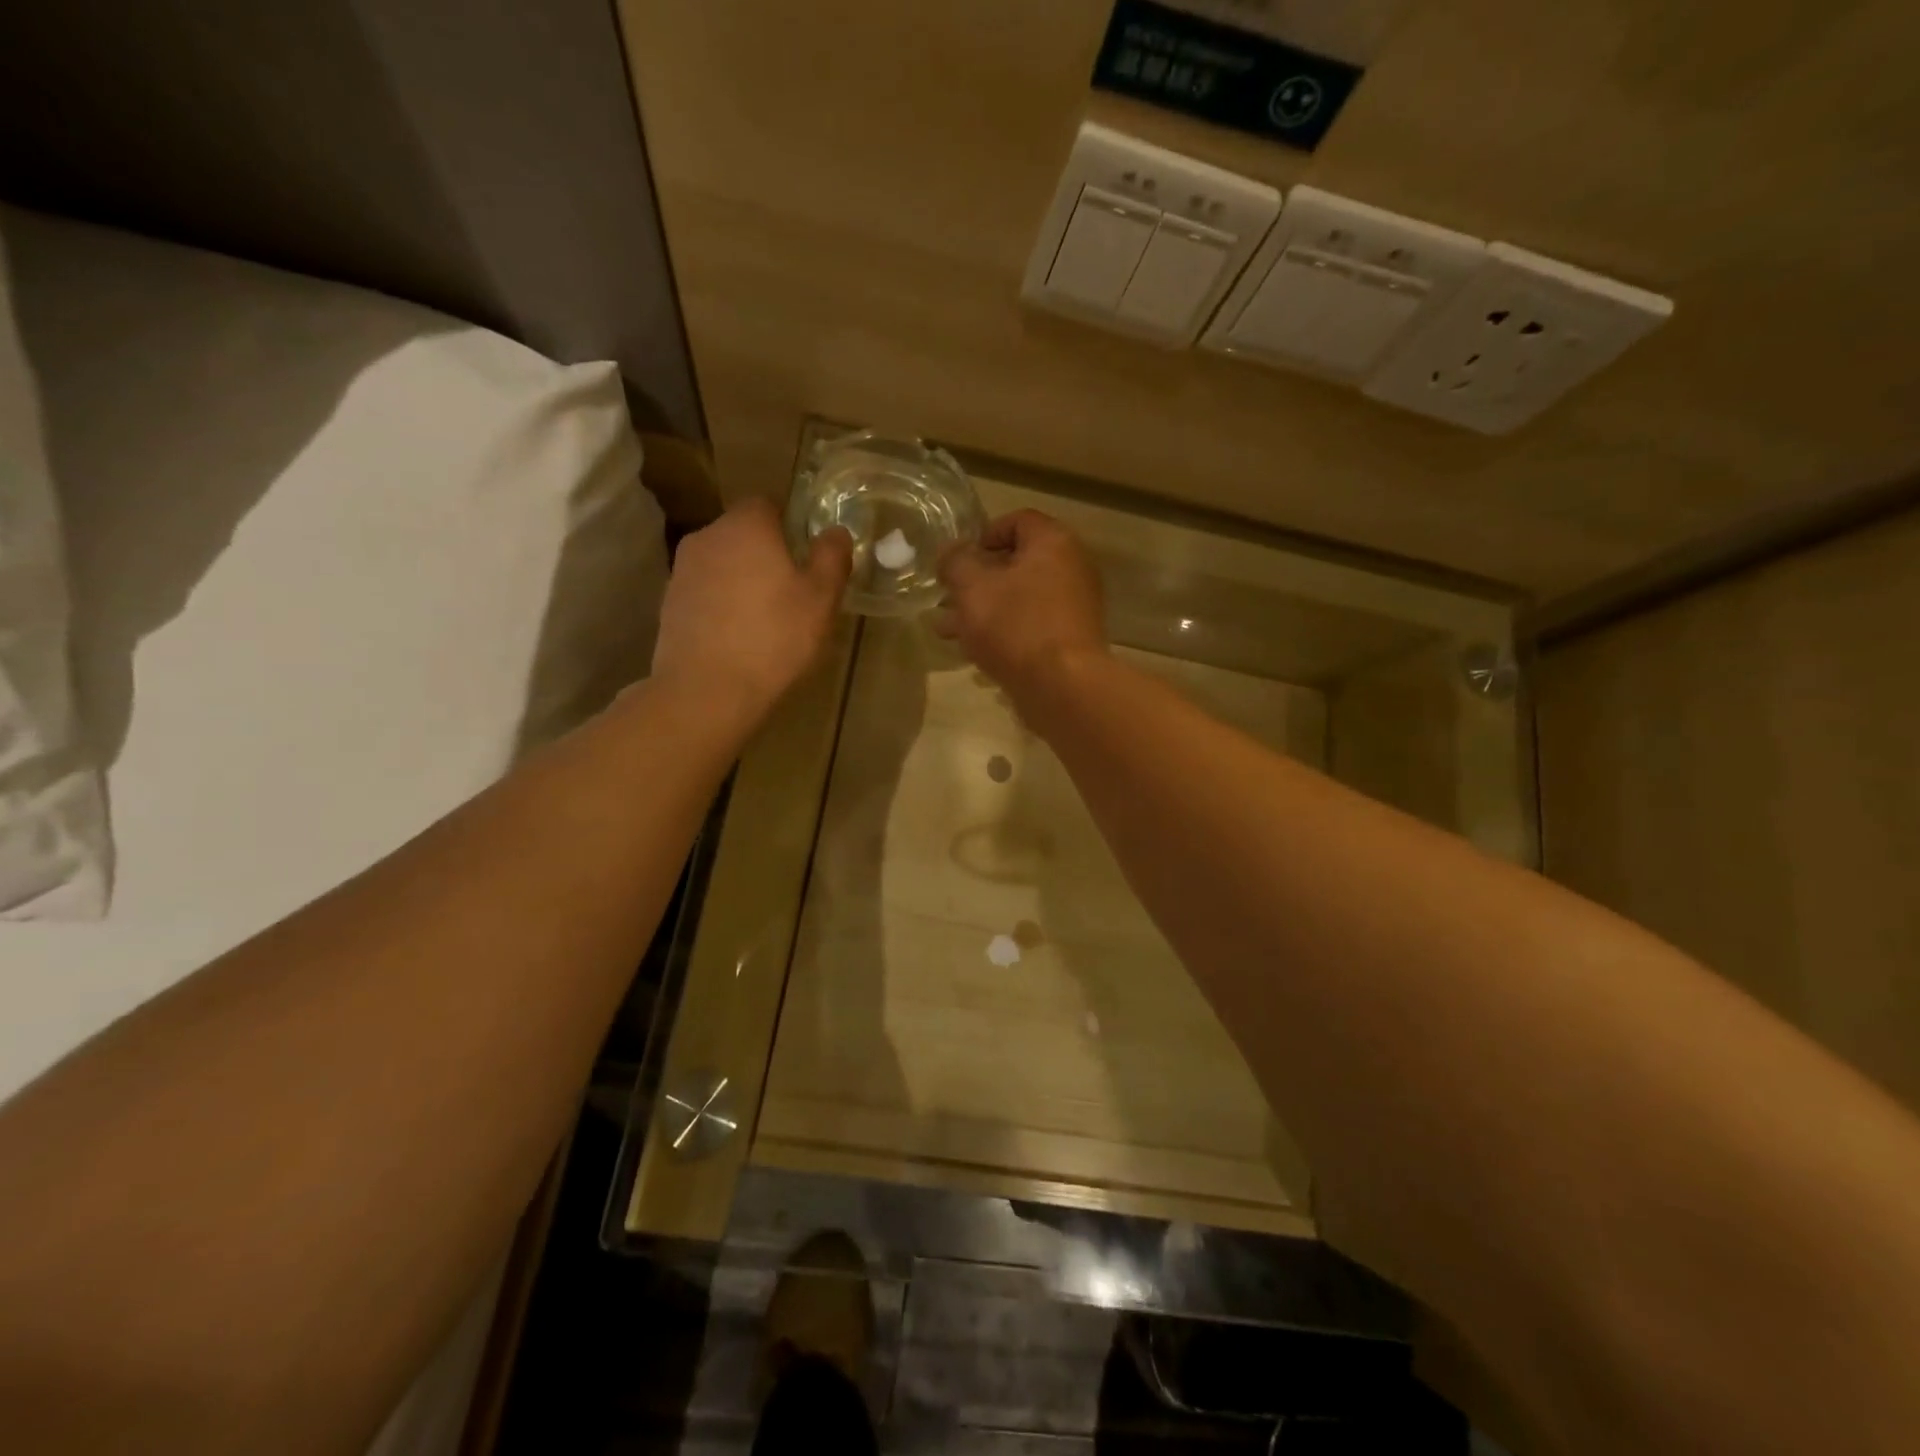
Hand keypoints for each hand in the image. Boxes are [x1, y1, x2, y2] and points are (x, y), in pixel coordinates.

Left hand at [652, 498, 851, 732]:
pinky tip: (738, 637)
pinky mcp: (669, 604)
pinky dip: (722, 605)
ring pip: (723, 564)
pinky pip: (705, 593)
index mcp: (746, 525)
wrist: (706, 691)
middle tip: (792, 591)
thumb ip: (831, 557)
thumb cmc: (774, 638)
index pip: (768, 503)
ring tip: (765, 619)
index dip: (790, 526)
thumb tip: (835, 532)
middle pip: (743, 534)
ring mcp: (682, 571)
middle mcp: (708, 536)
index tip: (807, 557)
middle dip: (766, 554)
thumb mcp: (821, 599)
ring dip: (742, 581)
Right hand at [935, 510, 1106, 701]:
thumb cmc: (1015, 625)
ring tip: (947, 631)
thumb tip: (950, 551)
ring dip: (983, 611)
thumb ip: (956, 562)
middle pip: (1017, 564)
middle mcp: (1071, 568)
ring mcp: (1074, 607)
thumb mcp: (972, 588)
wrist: (1062, 686)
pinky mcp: (1069, 641)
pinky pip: (1031, 627)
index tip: (959, 560)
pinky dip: (1004, 633)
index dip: (983, 535)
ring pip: (1019, 599)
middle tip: (947, 598)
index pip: (1018, 521)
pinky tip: (974, 653)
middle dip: (976, 581)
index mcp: (1053, 543)